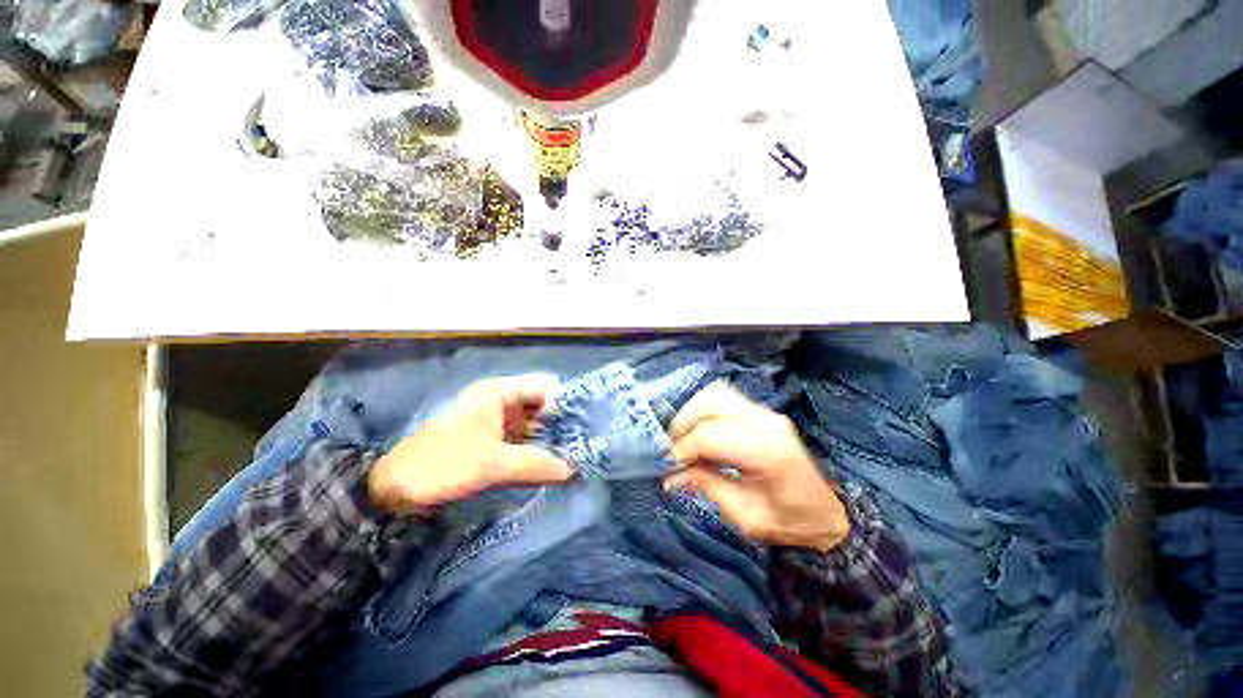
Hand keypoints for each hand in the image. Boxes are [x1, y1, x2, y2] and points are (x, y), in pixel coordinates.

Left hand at [368, 375, 572, 513]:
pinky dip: (533, 449)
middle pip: (540, 405)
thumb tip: (572, 470)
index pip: (544, 387)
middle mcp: (499, 400)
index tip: (583, 426)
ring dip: (547, 438)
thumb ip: (536, 464)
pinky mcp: (489, 438)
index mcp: (498, 392)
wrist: (395, 489)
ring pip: (531, 423)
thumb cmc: (444, 464)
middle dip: (559, 424)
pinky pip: (520, 438)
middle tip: (582, 445)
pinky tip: (548, 463)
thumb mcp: (493, 464)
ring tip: (571, 455)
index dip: (565, 403)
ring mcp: (494, 419)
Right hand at [665, 382, 849, 551]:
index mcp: (768, 452)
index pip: (710, 435)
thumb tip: (671, 476)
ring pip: (716, 394)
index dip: (683, 448)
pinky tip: (701, 433)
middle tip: (674, 448)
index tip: (669, 465)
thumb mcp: (746, 516)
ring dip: (694, 413)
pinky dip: (705, 411)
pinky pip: (725, 399)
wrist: (827, 512)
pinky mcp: (763, 412)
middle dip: (685, 422)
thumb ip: (708, 486)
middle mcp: (767, 423)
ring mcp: (766, 413)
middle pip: (711, 402)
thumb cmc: (790, 521)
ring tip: (685, 439)